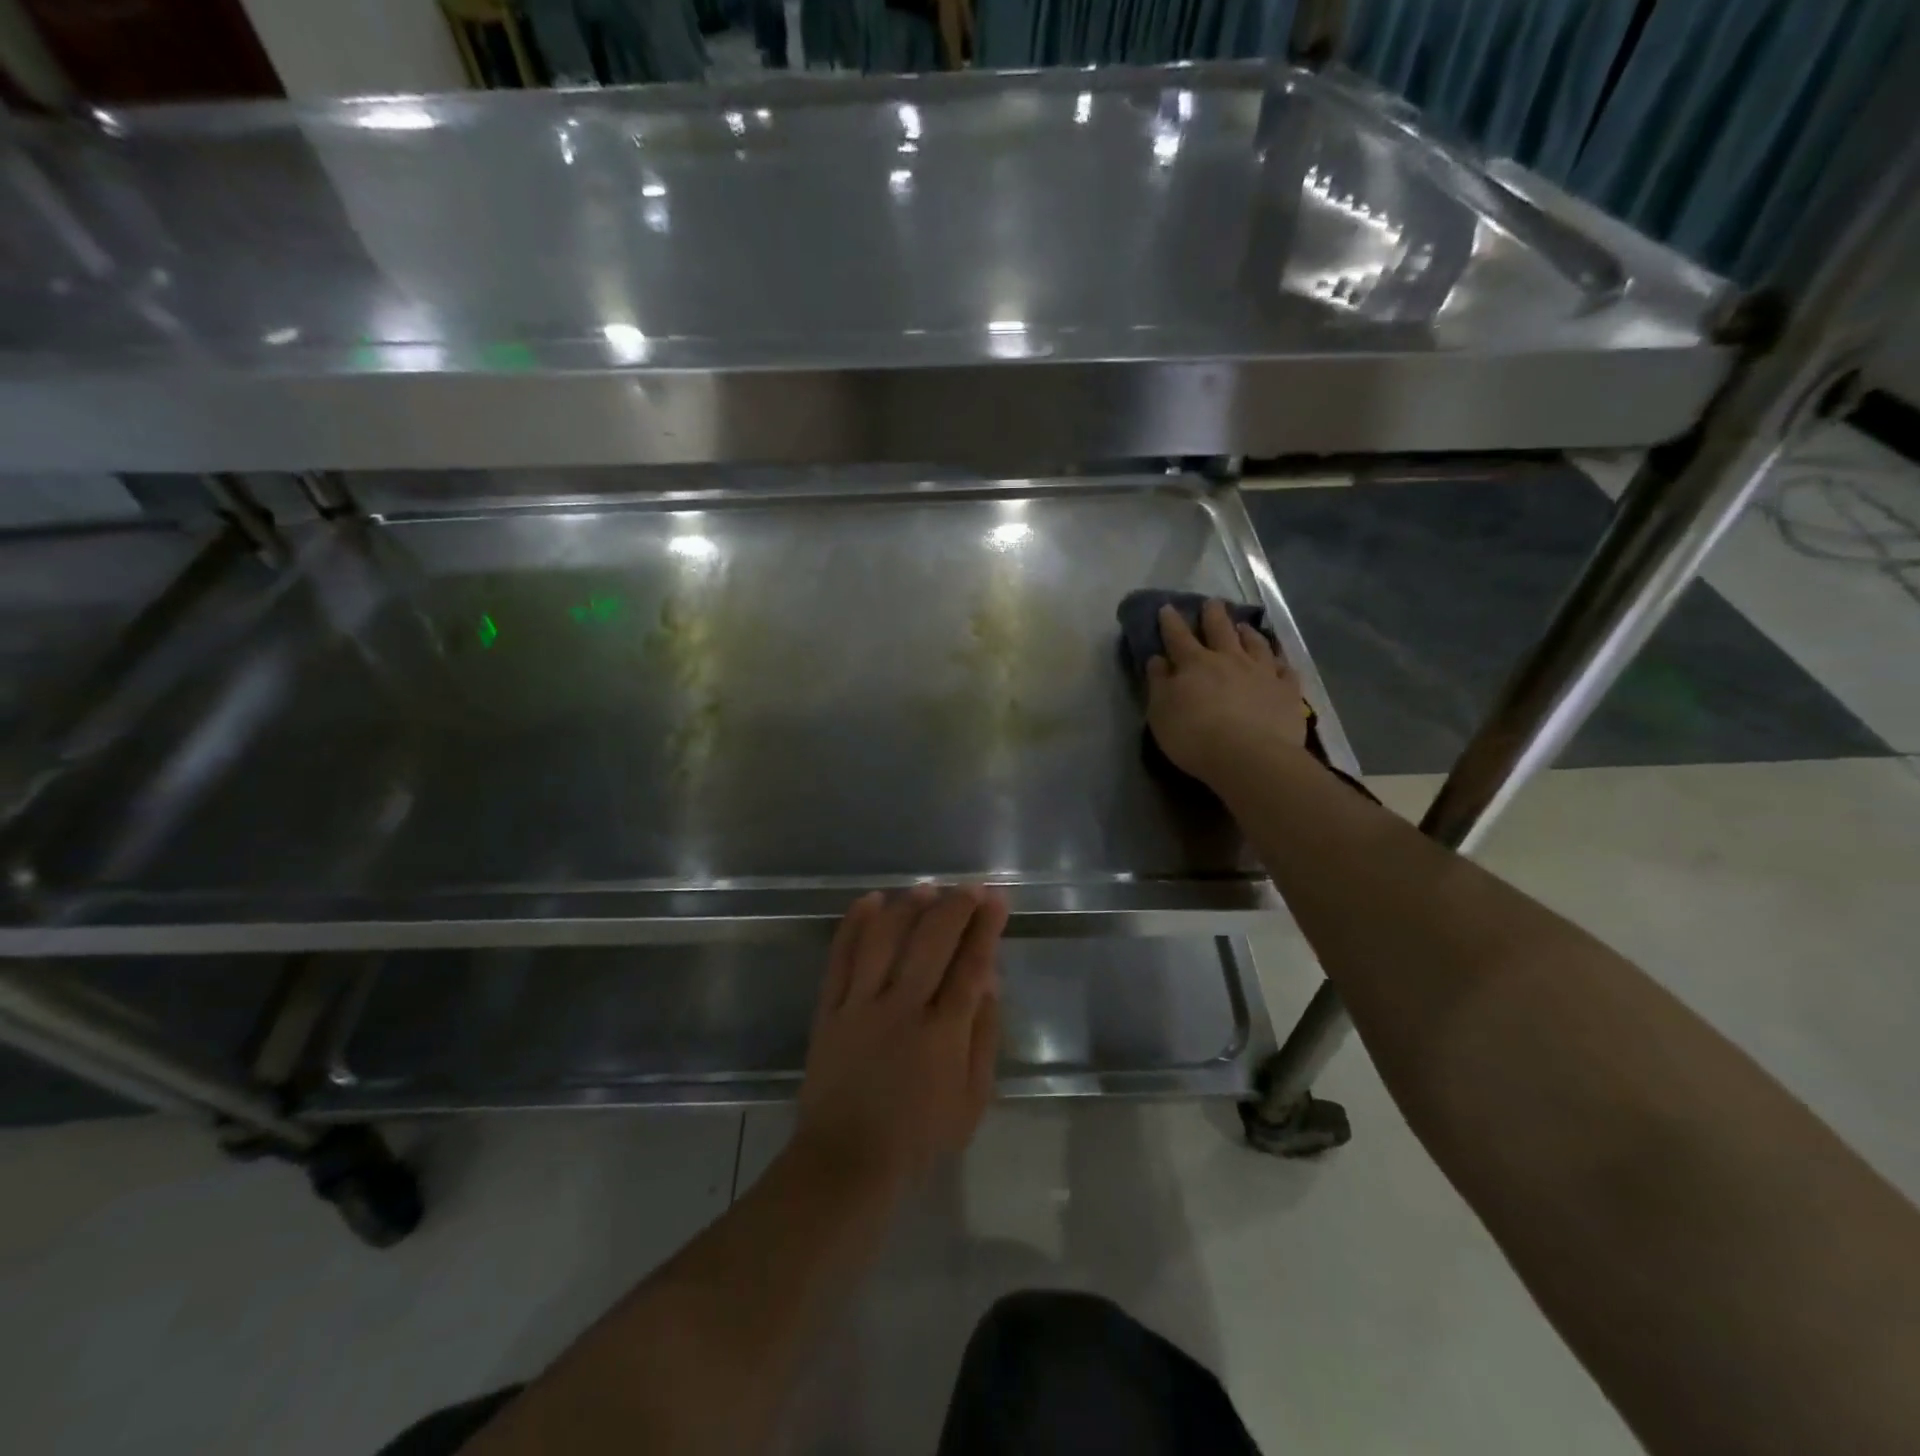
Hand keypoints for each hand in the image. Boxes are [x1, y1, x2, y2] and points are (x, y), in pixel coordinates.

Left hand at [793, 886, 1006, 1199]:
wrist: (847, 1162)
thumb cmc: (918, 1136)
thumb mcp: (972, 1100)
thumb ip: (983, 1037)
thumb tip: (989, 982)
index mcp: (942, 1034)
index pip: (970, 965)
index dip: (985, 928)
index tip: (996, 900)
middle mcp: (902, 1009)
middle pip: (931, 942)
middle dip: (954, 907)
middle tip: (968, 888)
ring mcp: (860, 1006)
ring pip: (885, 940)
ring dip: (907, 907)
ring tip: (925, 889)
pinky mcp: (829, 1010)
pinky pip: (840, 958)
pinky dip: (855, 925)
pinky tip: (870, 901)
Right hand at [1146, 600, 1308, 788]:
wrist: (1250, 756)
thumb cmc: (1195, 736)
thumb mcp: (1161, 712)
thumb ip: (1158, 683)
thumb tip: (1157, 659)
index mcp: (1194, 664)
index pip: (1178, 637)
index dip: (1171, 622)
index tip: (1167, 608)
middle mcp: (1229, 659)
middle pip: (1220, 630)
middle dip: (1213, 615)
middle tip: (1212, 603)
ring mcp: (1262, 672)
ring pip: (1255, 644)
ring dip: (1248, 633)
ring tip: (1244, 626)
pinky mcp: (1287, 691)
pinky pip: (1285, 669)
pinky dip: (1280, 662)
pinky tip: (1279, 661)